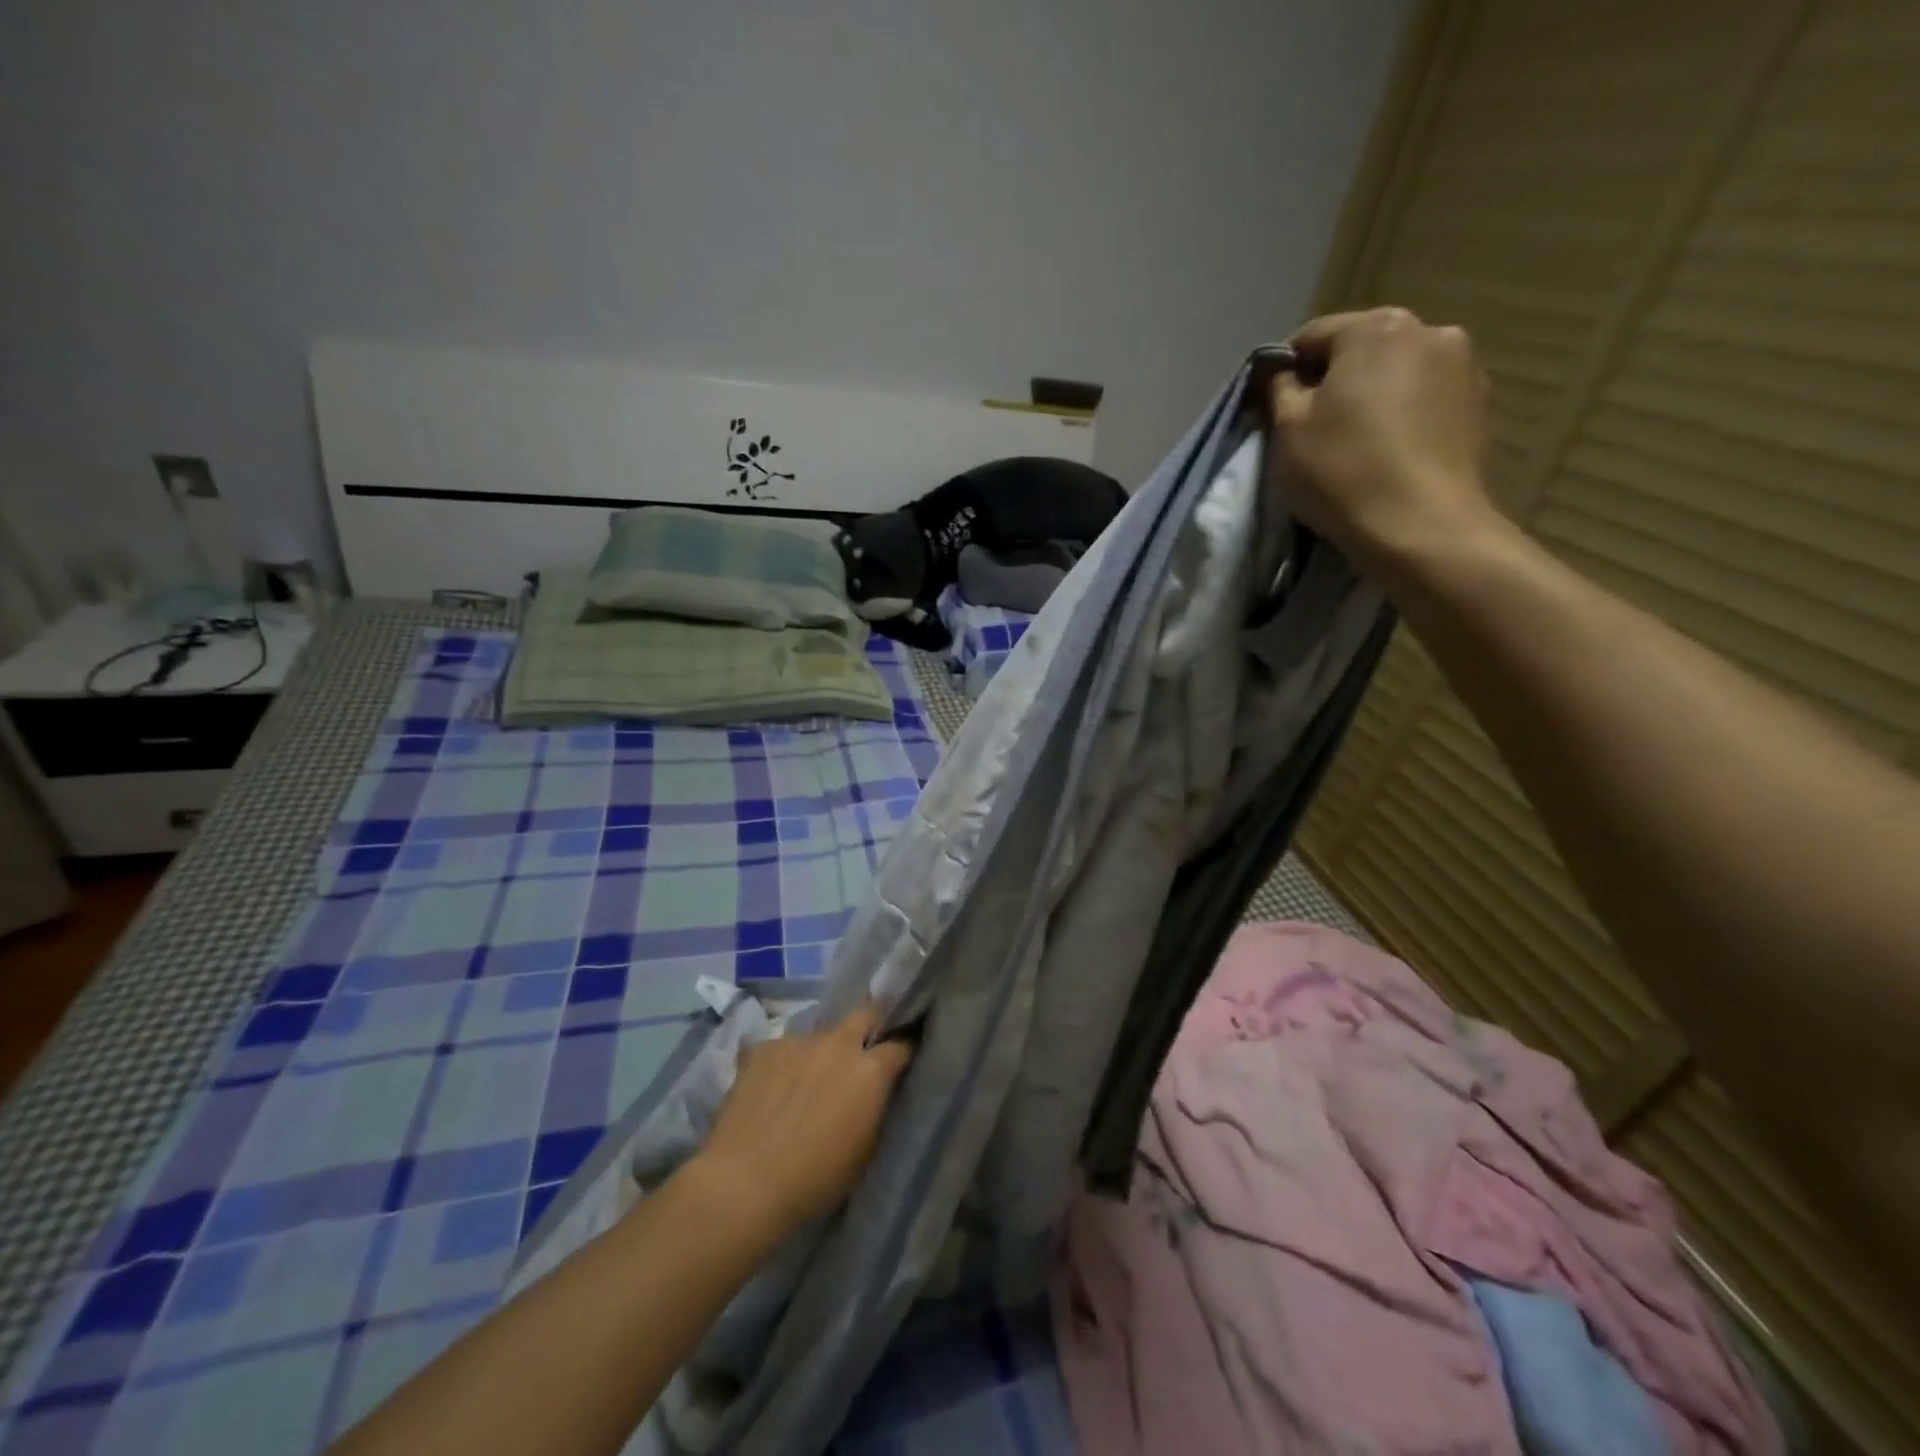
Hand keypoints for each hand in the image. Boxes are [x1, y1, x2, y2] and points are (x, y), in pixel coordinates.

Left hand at [689, 1003, 912, 1239]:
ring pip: (820, 1033)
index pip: (901, 1044)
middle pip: (866, 1013)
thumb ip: (874, 1108)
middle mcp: (839, 1044)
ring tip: (806, 1078)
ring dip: (822, 1050)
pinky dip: (783, 1063)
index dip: (904, 1049)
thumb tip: (876, 1092)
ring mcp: (798, 1041)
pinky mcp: (762, 1048)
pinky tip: (770, 1088)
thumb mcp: (864, 1150)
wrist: (744, 1183)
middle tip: (865, 1046)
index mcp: (870, 1071)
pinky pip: (781, 1048)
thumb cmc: (814, 1180)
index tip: (903, 1057)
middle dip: (871, 1023)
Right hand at [1269, 307, 1502, 575]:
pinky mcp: (1481, 404)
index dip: (1285, 369)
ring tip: (1356, 440)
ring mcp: (1464, 365)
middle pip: (1362, 348)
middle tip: (1313, 425)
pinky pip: (1426, 398)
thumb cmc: (1342, 471)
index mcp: (1375, 328)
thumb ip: (1280, 389)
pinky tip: (1389, 451)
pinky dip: (1404, 414)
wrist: (1421, 527)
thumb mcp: (1288, 430)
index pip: (1313, 335)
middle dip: (1334, 379)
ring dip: (1373, 395)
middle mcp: (1429, 329)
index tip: (1273, 405)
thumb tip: (1282, 374)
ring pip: (1398, 371)